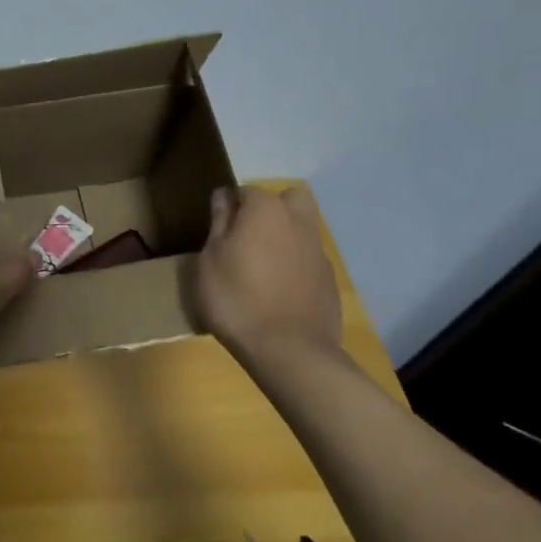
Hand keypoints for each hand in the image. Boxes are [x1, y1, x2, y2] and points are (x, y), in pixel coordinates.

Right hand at [198, 186, 345, 362]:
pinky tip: (279, 292)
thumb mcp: (211, 260)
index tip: (217, 231)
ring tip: (261, 268)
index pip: (246, 190)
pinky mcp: (330, 280)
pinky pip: (309, 259)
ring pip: (302, 228)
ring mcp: (318, 251)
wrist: (289, 351)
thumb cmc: (236, 298)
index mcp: (266, 210)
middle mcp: (299, 221)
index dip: (230, 207)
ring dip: (284, 237)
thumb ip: (219, 222)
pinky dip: (295, 265)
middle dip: (271, 208)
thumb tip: (224, 195)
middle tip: (248, 236)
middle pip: (289, 198)